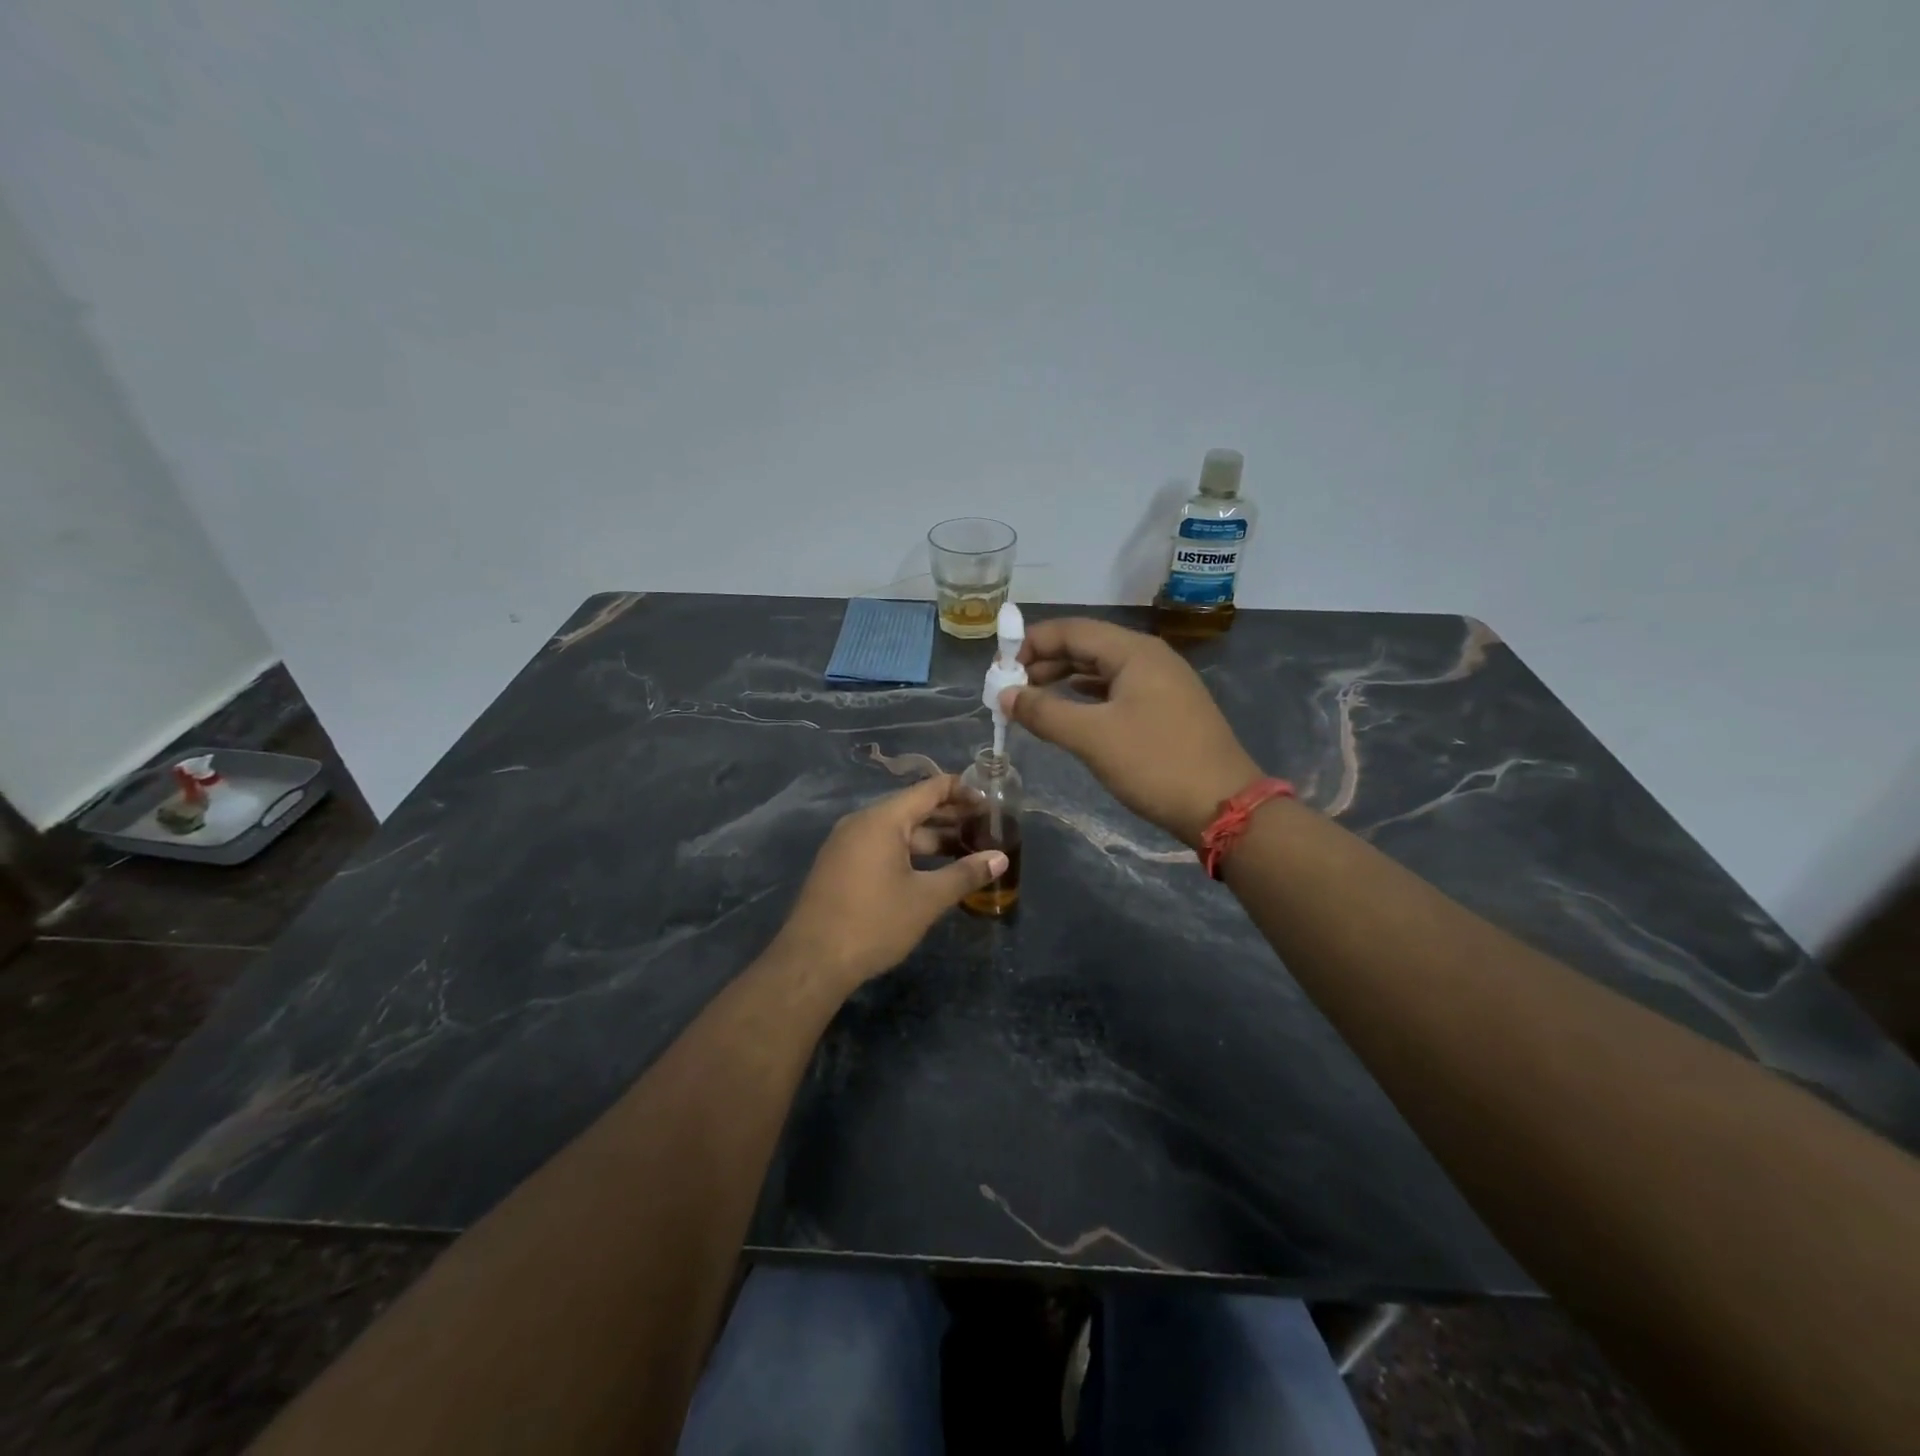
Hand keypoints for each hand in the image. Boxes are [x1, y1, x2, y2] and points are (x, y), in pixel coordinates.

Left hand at [770, 775, 1006, 988]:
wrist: (812, 961)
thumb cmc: (874, 923)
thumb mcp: (926, 899)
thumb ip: (965, 874)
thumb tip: (1001, 858)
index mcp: (882, 820)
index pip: (928, 789)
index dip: (961, 791)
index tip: (989, 801)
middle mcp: (862, 823)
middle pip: (913, 809)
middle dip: (950, 817)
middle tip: (986, 827)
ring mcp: (847, 844)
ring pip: (898, 832)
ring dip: (932, 838)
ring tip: (966, 849)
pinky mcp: (841, 866)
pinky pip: (882, 847)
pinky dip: (910, 852)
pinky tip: (932, 870)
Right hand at [1001, 618, 1261, 847]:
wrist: (1223, 807)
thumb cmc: (1155, 764)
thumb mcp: (1092, 737)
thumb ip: (1044, 712)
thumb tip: (1005, 694)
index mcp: (1134, 652)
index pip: (1071, 630)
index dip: (1031, 643)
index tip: (999, 667)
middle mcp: (1149, 657)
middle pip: (1087, 646)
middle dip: (1045, 661)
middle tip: (1010, 687)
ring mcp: (1161, 683)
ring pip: (1101, 669)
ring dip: (1064, 680)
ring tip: (1030, 699)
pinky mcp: (1166, 709)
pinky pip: (1116, 690)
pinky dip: (1086, 696)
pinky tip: (1068, 711)